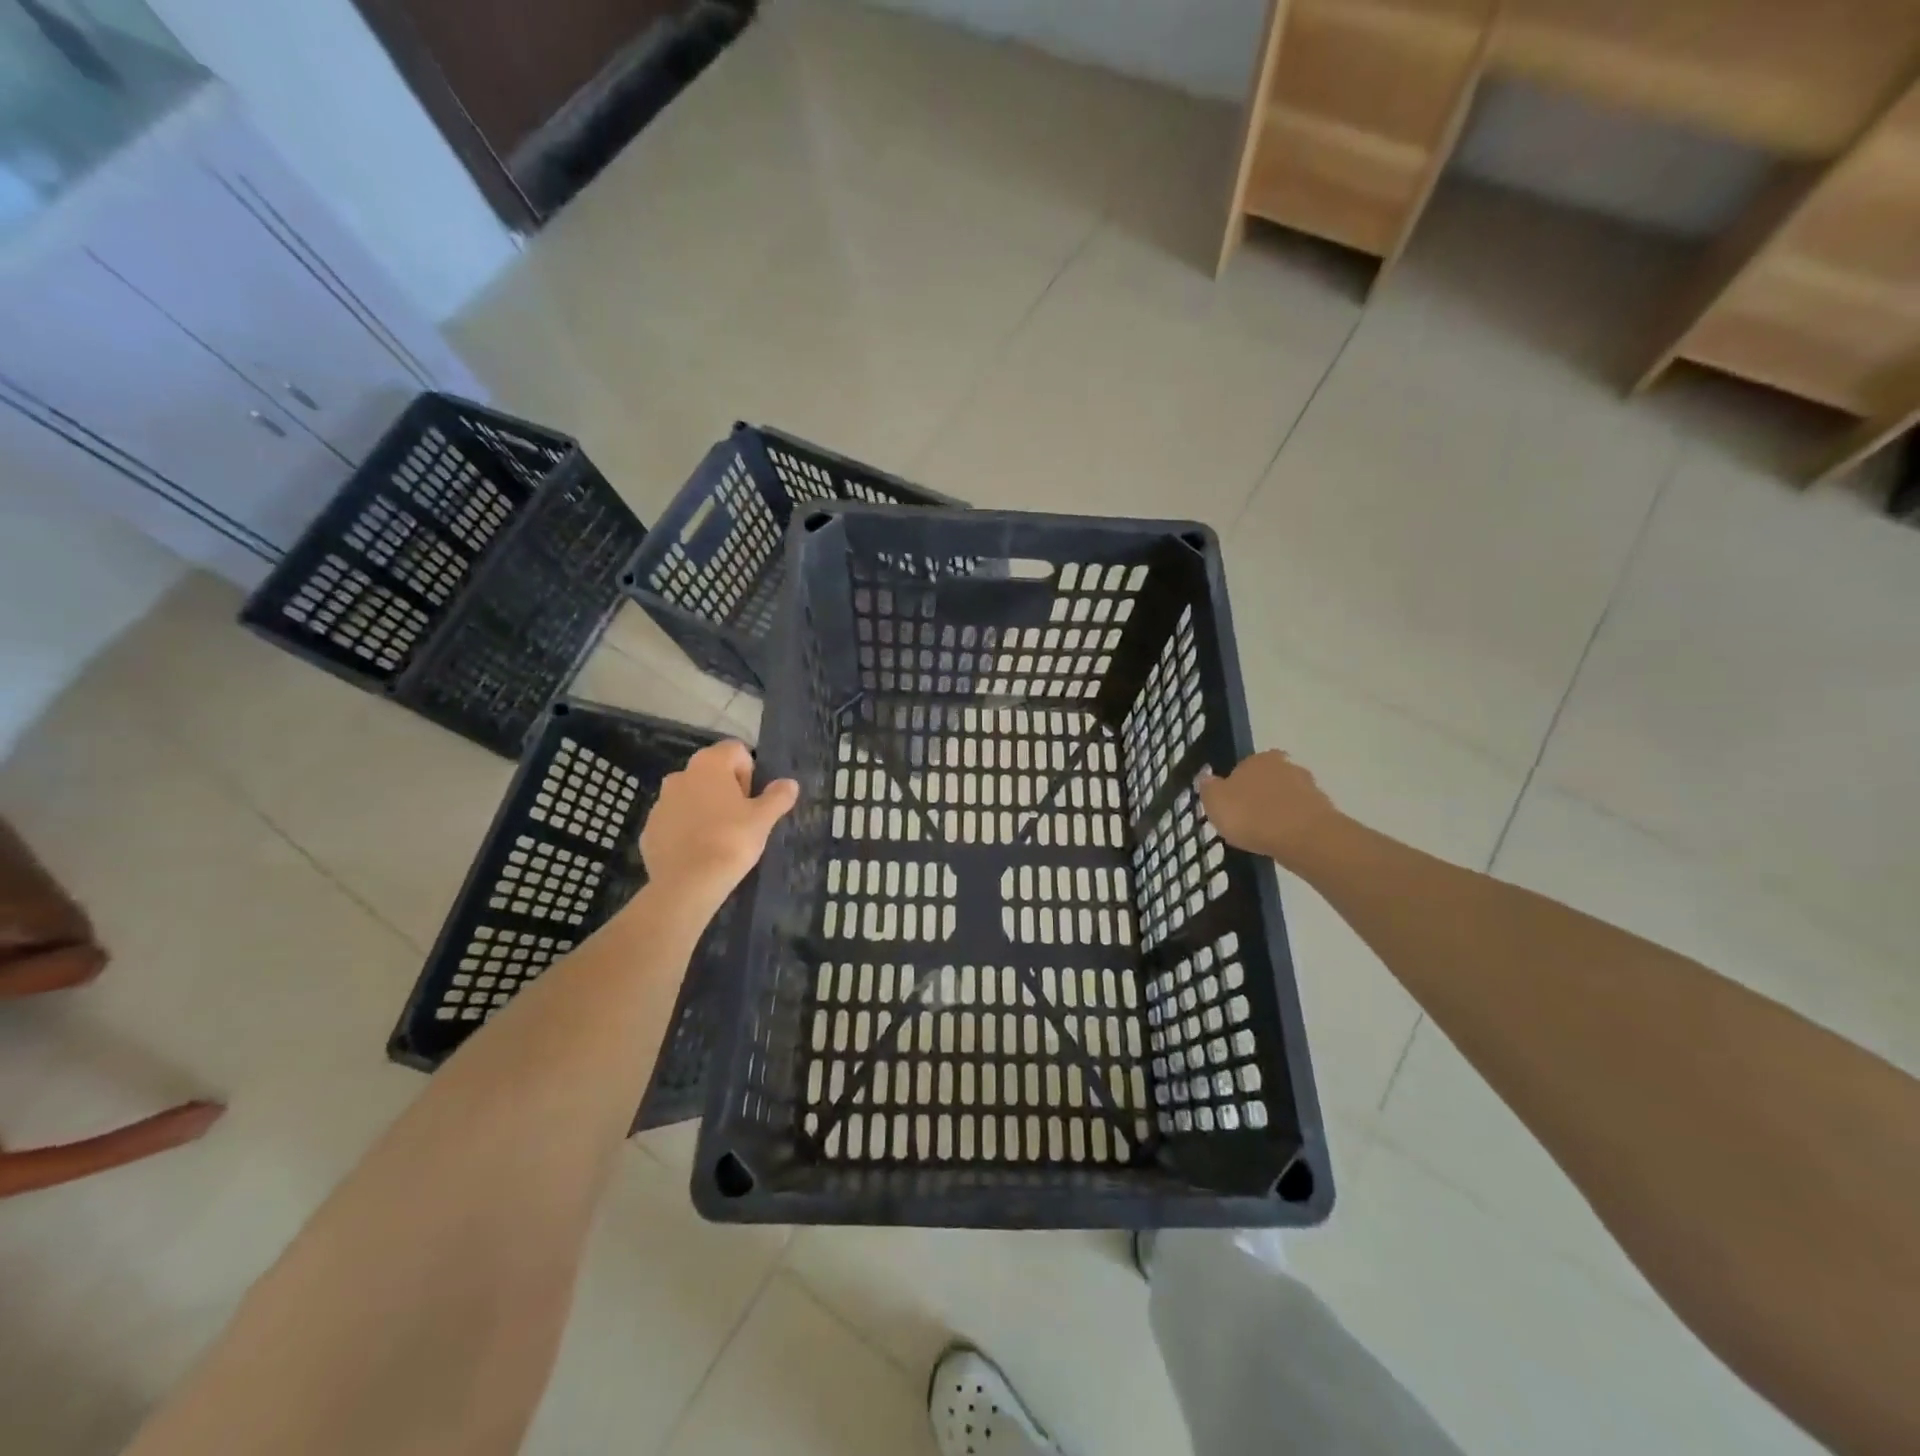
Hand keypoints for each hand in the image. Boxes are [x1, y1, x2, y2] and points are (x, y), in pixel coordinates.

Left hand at [640, 741, 797, 913]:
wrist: (687, 883)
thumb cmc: (731, 841)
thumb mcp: (763, 819)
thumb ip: (778, 797)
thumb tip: (790, 783)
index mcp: (709, 764)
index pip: (736, 750)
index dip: (749, 772)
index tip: (752, 799)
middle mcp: (681, 775)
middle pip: (711, 772)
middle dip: (726, 789)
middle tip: (740, 819)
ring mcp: (660, 802)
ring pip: (690, 796)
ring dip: (704, 808)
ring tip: (718, 837)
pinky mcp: (649, 828)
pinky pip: (674, 821)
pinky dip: (686, 829)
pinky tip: (698, 852)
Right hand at [1197, 751, 1342, 868]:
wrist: (1304, 838)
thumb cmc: (1252, 815)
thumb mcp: (1215, 802)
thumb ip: (1209, 788)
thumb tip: (1206, 778)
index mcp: (1258, 759)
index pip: (1244, 766)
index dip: (1236, 785)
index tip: (1231, 805)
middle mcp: (1286, 766)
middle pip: (1268, 780)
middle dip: (1260, 795)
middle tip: (1248, 819)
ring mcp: (1309, 788)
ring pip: (1287, 798)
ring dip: (1278, 811)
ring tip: (1265, 835)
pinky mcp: (1325, 811)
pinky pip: (1301, 817)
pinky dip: (1292, 826)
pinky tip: (1283, 842)